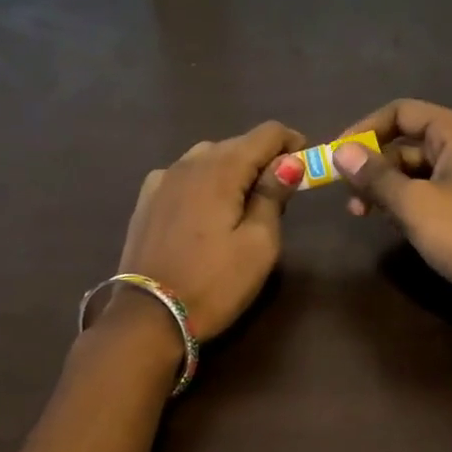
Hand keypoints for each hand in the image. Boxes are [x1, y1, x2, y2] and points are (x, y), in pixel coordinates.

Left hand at [112, 121, 307, 339]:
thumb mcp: (258, 245)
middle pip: (235, 144)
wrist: (149, 317)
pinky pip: (183, 177)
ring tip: (244, 201)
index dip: (291, 142)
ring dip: (231, 170)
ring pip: (206, 159)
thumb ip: (273, 197)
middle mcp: (188, 163)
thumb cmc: (214, 284)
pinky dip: (203, 183)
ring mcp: (161, 180)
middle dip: (262, 159)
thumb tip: (289, 162)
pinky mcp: (146, 201)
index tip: (306, 163)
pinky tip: (206, 208)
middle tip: (280, 192)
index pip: (265, 134)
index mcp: (220, 169)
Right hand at [332, 100, 451, 338]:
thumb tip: (339, 152)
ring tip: (364, 215)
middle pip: (407, 141)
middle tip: (348, 198)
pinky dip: (408, 201)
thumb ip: (375, 176)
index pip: (401, 112)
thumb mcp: (414, 205)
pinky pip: (431, 189)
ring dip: (387, 188)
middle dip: (373, 166)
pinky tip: (393, 225)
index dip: (364, 130)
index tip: (337, 158)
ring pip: (416, 169)